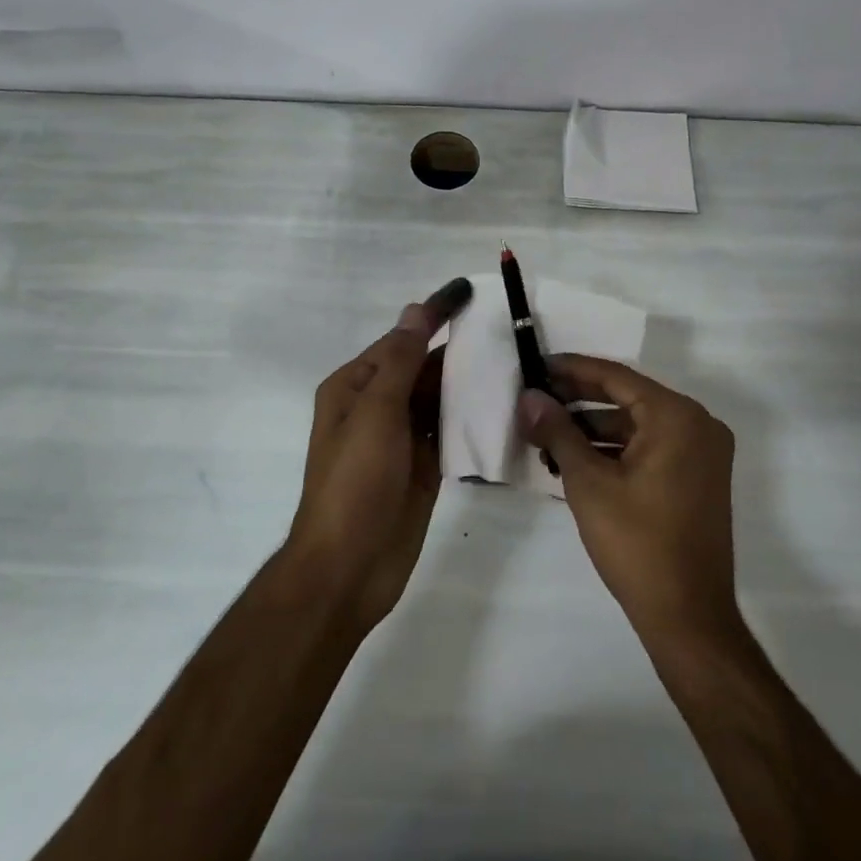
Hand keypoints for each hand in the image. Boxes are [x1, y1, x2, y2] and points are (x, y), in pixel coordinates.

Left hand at [284, 277, 473, 630]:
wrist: (349, 567)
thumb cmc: (355, 481)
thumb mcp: (375, 412)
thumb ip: (400, 360)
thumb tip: (416, 310)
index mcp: (355, 387)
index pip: (401, 339)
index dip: (434, 316)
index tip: (469, 293)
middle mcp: (376, 407)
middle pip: (421, 367)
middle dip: (456, 349)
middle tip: (505, 330)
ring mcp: (400, 439)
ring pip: (437, 399)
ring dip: (466, 382)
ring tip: (512, 361)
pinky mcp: (422, 468)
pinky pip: (447, 432)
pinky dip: (469, 418)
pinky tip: (499, 405)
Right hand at [519, 355, 739, 642]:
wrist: (689, 617)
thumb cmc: (636, 543)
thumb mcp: (588, 482)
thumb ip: (558, 431)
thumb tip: (529, 397)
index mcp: (677, 416)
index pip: (616, 377)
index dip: (572, 369)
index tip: (537, 365)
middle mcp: (698, 425)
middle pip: (628, 398)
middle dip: (579, 401)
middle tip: (536, 400)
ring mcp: (703, 453)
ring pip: (638, 425)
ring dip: (593, 429)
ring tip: (548, 435)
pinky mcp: (699, 478)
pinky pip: (651, 447)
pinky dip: (616, 450)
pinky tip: (577, 460)